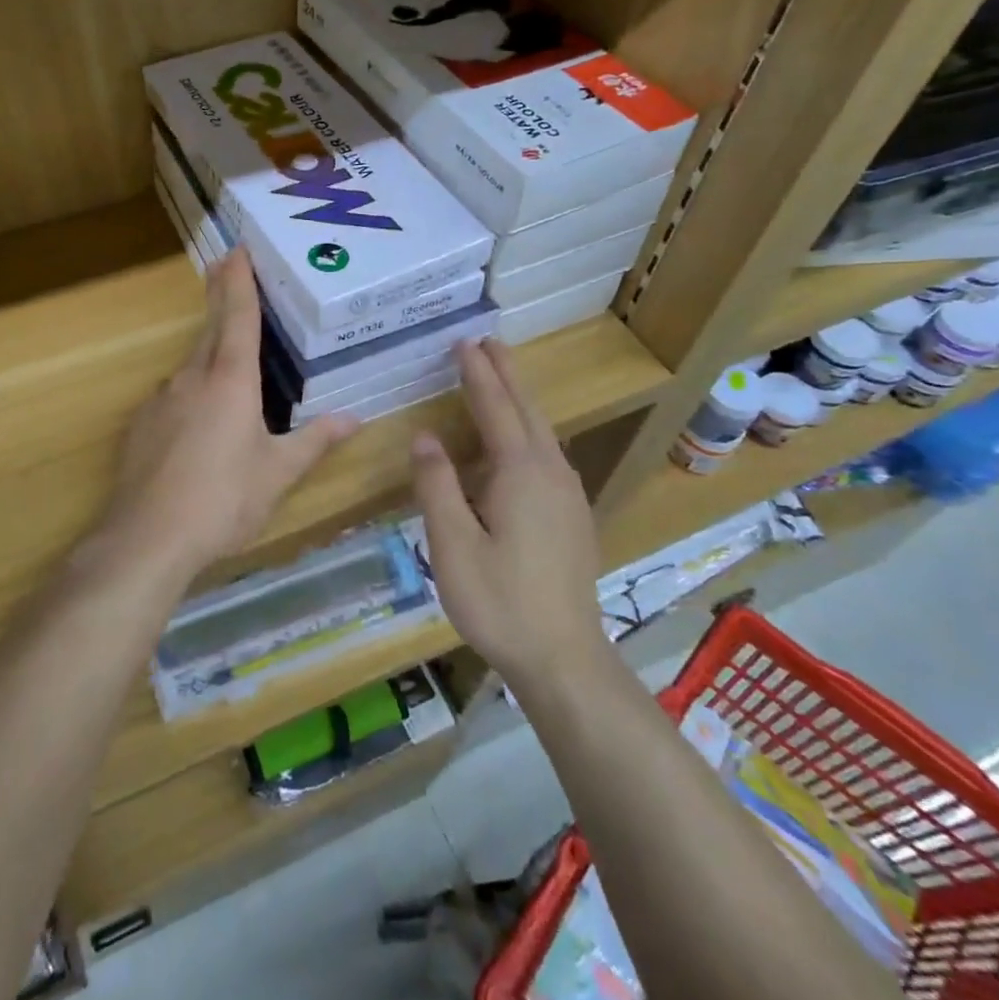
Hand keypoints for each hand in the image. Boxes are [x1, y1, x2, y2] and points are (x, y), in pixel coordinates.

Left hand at [99, 248, 355, 576]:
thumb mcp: (277, 474)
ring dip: (207, 352)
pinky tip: (196, 423)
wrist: (148, 537)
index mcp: (231, 381)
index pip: (238, 317)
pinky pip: (172, 397)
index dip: (239, 281)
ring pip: (190, 366)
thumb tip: (354, 419)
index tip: (237, 250)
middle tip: (226, 271)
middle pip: (210, 330)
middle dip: (219, 299)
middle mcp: (192, 379)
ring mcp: (161, 400)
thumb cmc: (224, 500)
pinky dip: (189, 394)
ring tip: (226, 361)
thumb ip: (314, 442)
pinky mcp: (141, 425)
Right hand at [410, 338, 605, 686]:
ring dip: (519, 400)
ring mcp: (568, 495)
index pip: (495, 407)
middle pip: (527, 410)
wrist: (564, 658)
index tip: (463, 341)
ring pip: (543, 432)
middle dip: (506, 374)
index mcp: (520, 472)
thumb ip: (437, 485)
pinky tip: (519, 444)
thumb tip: (425, 436)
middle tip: (487, 343)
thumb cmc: (500, 601)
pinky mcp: (573, 517)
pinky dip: (529, 430)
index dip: (477, 373)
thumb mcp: (452, 544)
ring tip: (499, 380)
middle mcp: (551, 473)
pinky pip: (548, 455)